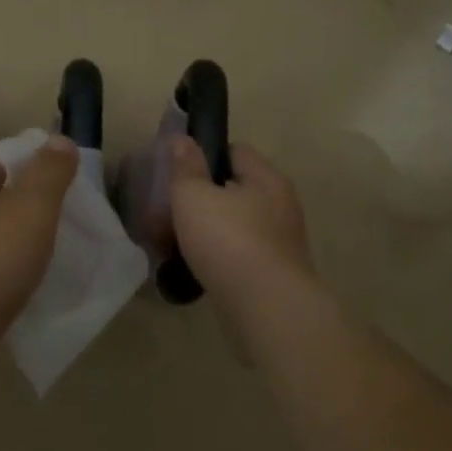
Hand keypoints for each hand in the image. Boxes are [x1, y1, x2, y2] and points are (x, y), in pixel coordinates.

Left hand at [0, 138, 77, 409]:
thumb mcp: (29, 211)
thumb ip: (49, 173)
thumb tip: (59, 140)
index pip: (7, 157)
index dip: (43, 169)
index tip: (77, 192)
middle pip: (1, 200)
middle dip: (37, 214)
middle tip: (76, 231)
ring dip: (24, 253)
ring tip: (61, 265)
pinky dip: (7, 285)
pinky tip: (32, 298)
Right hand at [168, 138, 313, 310]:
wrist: (267, 310)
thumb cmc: (228, 241)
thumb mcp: (193, 196)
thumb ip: (186, 167)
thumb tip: (183, 140)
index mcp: (266, 178)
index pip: (235, 151)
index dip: (204, 156)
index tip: (178, 173)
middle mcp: (280, 205)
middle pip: (234, 190)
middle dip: (202, 199)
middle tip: (170, 213)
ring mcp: (282, 242)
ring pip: (236, 225)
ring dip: (209, 231)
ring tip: (175, 244)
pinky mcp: (277, 275)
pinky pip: (241, 255)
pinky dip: (220, 258)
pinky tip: (196, 269)